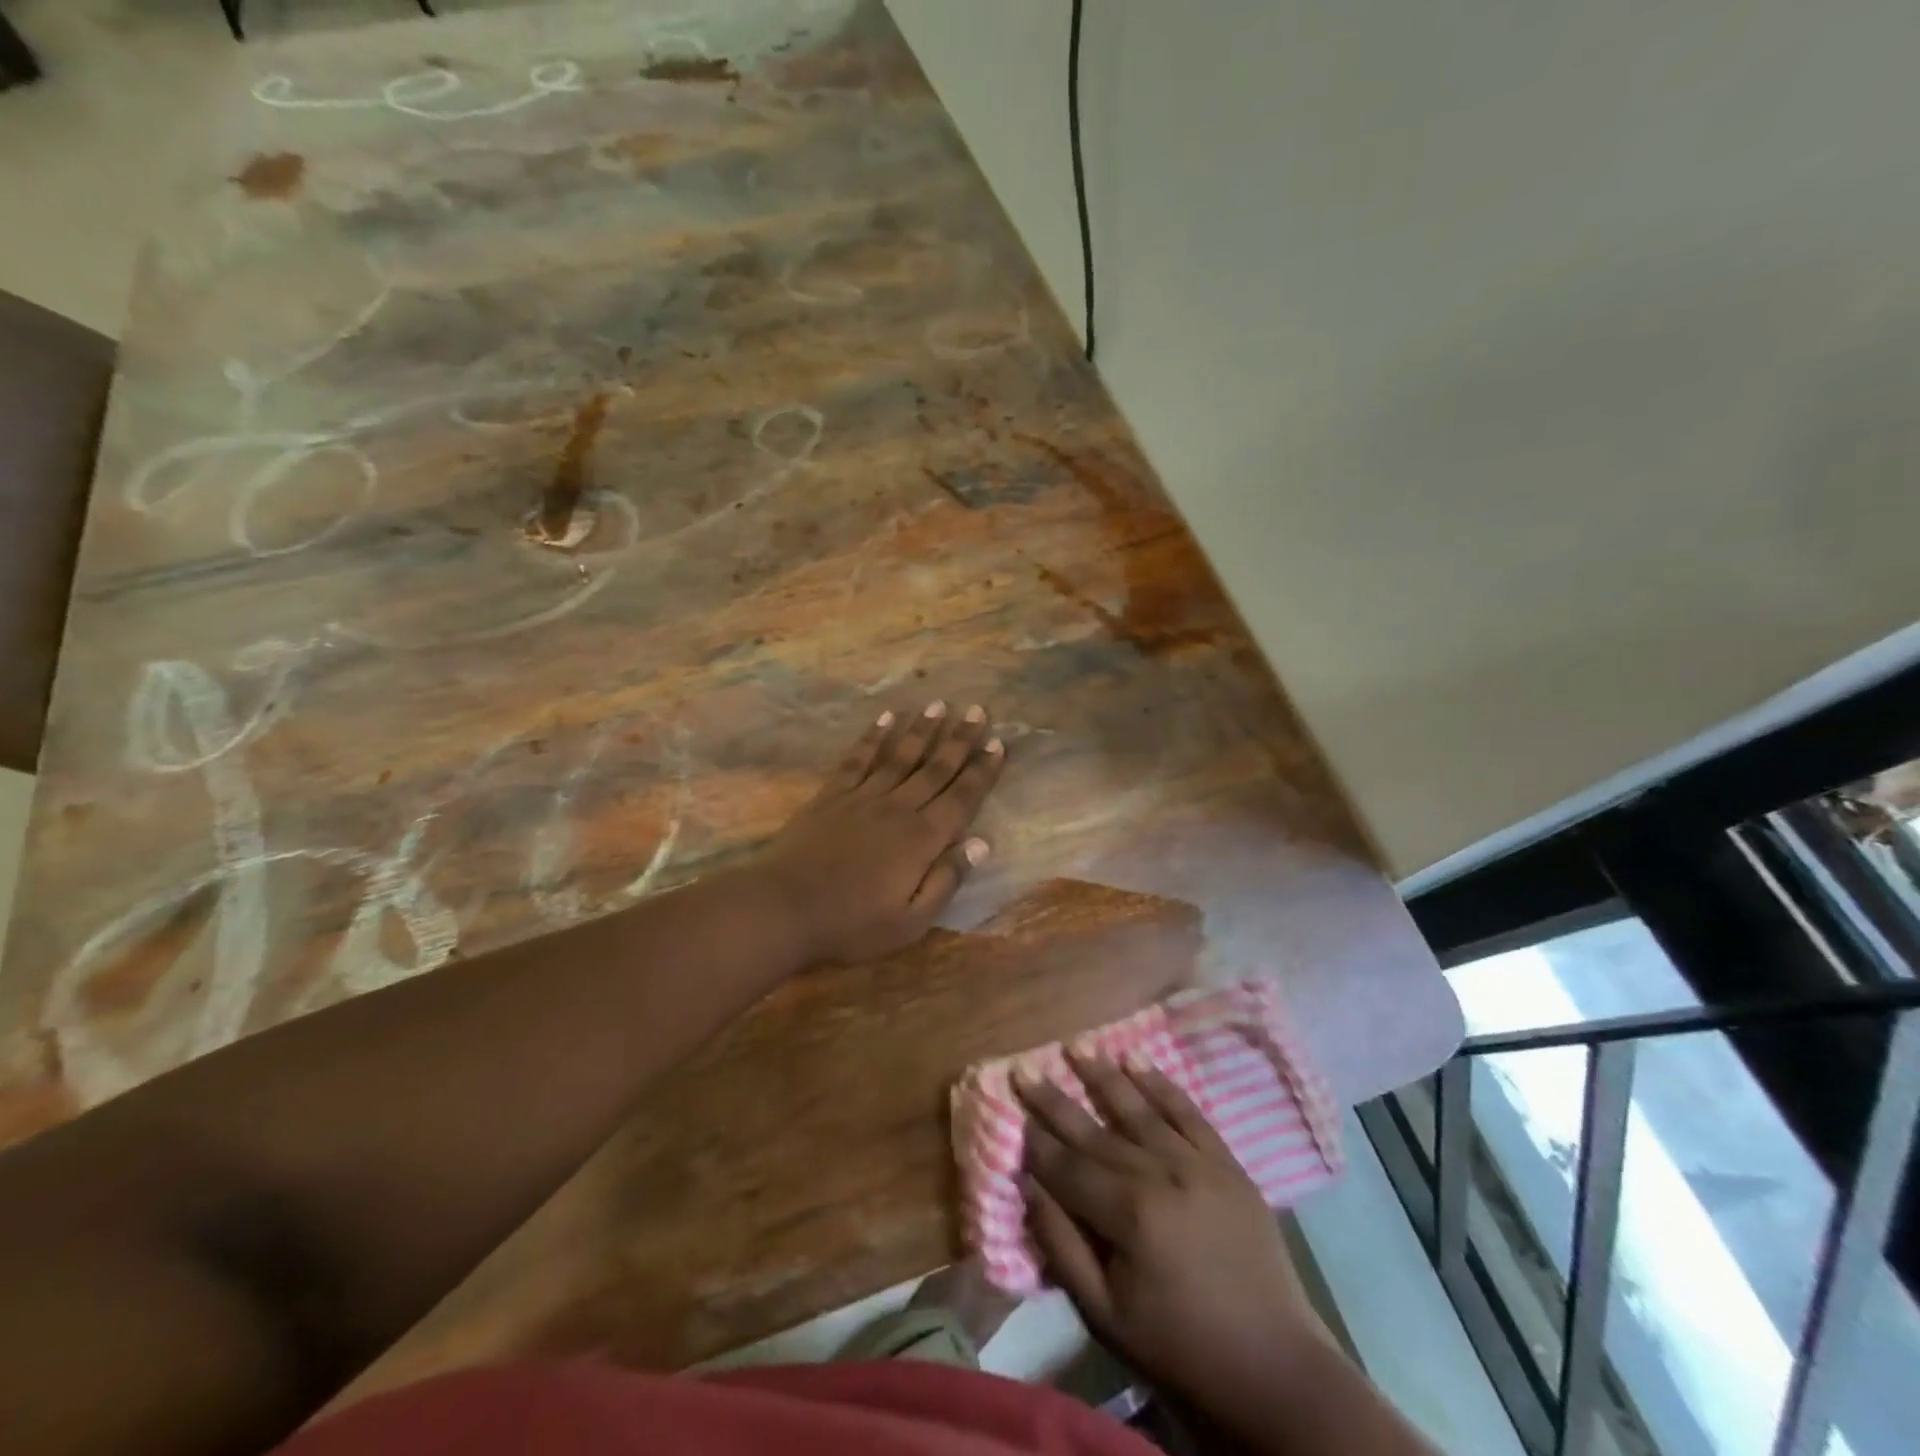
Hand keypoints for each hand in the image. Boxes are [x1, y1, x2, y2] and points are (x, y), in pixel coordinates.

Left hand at [751, 701, 1004, 964]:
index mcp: (922, 839)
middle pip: (935, 768)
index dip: (982, 771)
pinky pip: (858, 759)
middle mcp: (898, 808)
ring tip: (939, 705)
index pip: (961, 798)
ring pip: (900, 756)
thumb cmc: (852, 924)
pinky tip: (886, 718)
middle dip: (960, 739)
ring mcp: (862, 797)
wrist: (784, 908)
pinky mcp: (832, 795)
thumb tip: (981, 843)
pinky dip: (873, 737)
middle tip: (978, 710)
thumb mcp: (911, 921)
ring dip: (922, 730)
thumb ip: (947, 880)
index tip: (998, 744)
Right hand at [1019, 1053, 1326, 1422]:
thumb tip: (1029, 1186)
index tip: (1012, 1112)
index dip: (1036, 1141)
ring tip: (1075, 1046)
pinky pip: (1188, 1112)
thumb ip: (1062, 1246)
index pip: (1068, 1166)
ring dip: (1103, 1076)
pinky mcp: (1226, 1162)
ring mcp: (1197, 1163)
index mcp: (1129, 1215)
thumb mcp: (1105, 1315)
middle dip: (1054, 1100)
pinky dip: (1161, 1084)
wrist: (1273, 1364)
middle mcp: (1160, 1174)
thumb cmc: (1180, 1346)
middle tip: (1024, 1068)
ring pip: (1139, 1109)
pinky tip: (1136, 1059)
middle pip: (1096, 1131)